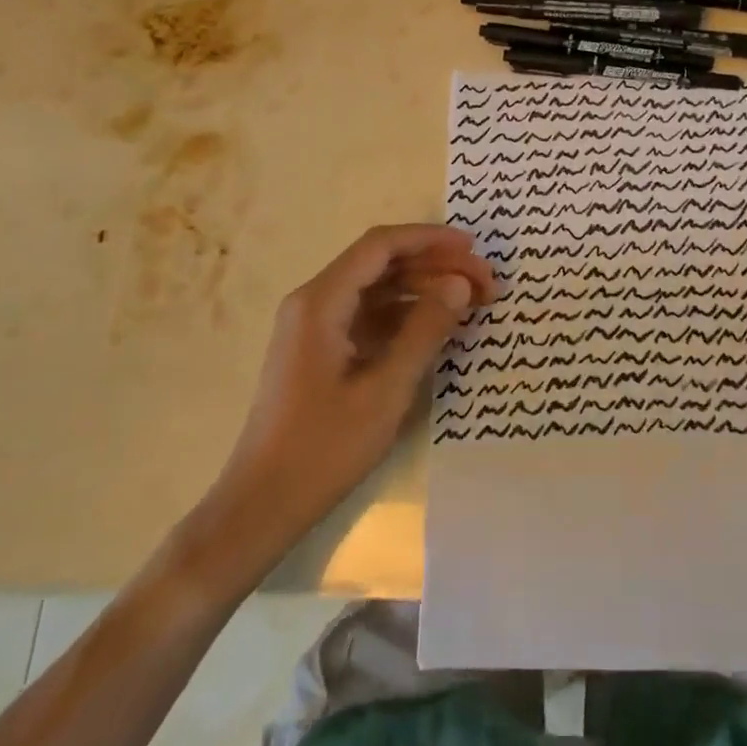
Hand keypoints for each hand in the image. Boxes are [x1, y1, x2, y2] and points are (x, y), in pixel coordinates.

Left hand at [218, 225, 496, 541]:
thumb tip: (460, 285)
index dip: (430, 239)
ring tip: (471, 302)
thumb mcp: (385, 390)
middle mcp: (314, 301)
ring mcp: (315, 325)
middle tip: (485, 283)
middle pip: (382, 263)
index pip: (381, 245)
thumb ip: (425, 330)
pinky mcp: (321, 348)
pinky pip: (369, 315)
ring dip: (424, 289)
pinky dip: (405, 314)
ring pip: (378, 288)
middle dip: (435, 266)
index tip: (474, 248)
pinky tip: (438, 327)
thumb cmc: (322, 449)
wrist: (261, 506)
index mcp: (321, 302)